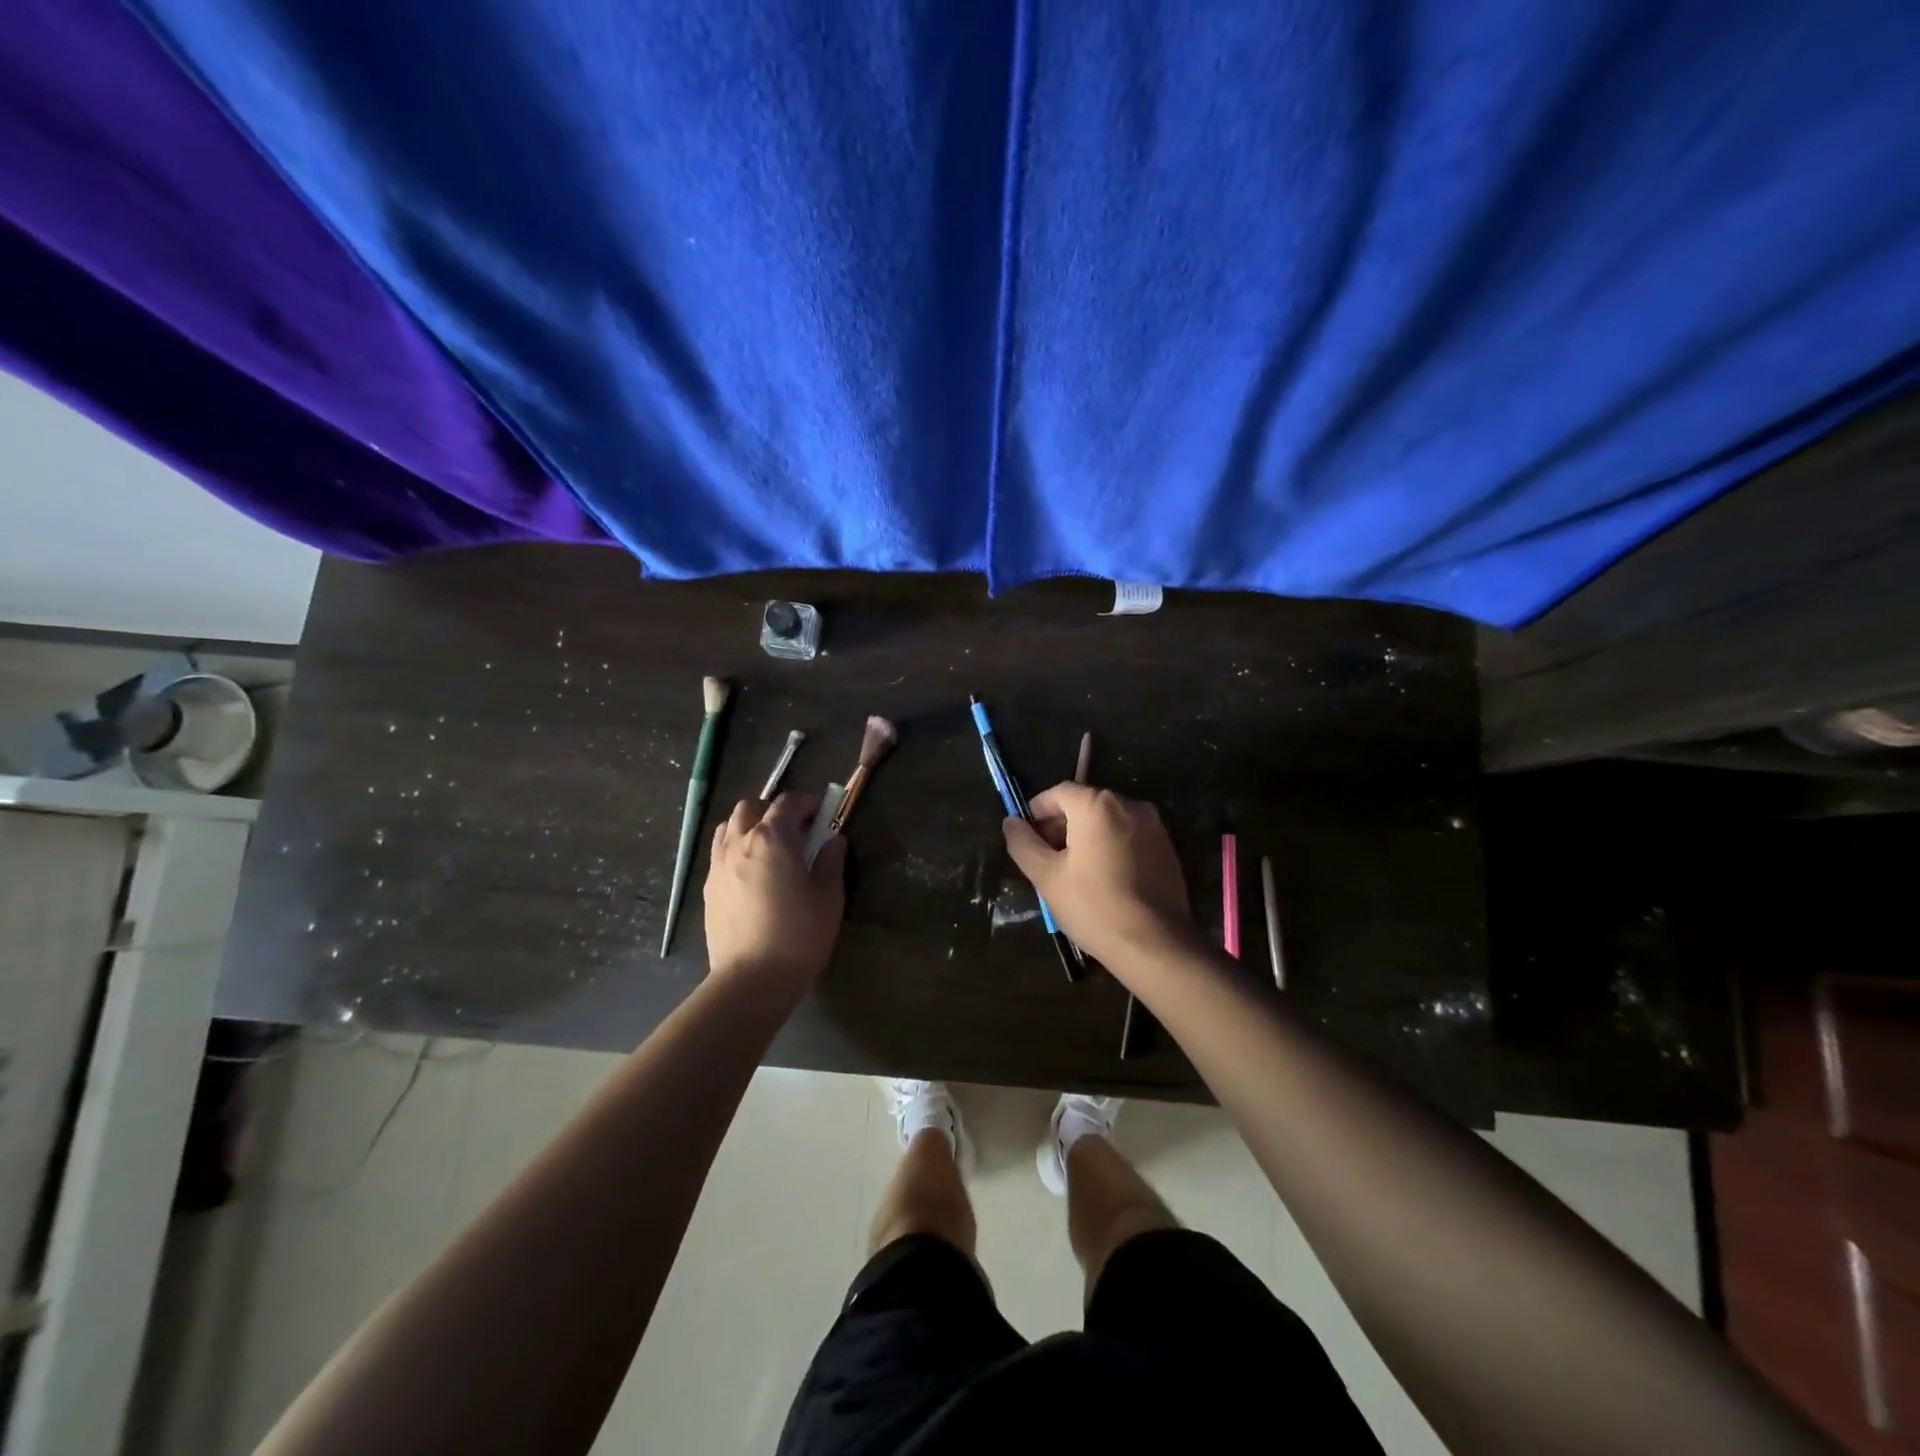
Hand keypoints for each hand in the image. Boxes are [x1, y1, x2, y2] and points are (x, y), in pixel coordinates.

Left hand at [703, 793, 846, 992]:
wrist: (751, 980)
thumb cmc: (798, 935)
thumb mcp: (828, 897)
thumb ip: (830, 861)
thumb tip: (833, 839)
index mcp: (773, 838)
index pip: (788, 803)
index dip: (808, 802)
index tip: (824, 811)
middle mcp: (740, 842)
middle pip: (751, 807)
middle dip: (774, 810)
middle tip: (796, 830)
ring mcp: (719, 864)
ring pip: (729, 826)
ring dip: (750, 826)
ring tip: (770, 848)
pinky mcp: (708, 887)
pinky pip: (720, 852)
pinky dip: (736, 848)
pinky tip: (752, 872)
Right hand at [1001, 782, 1195, 970]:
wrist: (1155, 944)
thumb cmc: (1093, 906)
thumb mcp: (1046, 877)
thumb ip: (1023, 843)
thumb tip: (1011, 822)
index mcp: (1098, 805)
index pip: (1058, 793)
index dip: (1037, 811)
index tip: (1026, 837)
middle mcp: (1130, 805)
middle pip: (1085, 804)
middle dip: (1061, 825)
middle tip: (1046, 858)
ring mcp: (1154, 826)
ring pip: (1108, 821)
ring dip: (1086, 837)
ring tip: (1073, 872)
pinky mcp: (1168, 849)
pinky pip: (1129, 837)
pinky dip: (1111, 847)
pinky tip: (1103, 879)